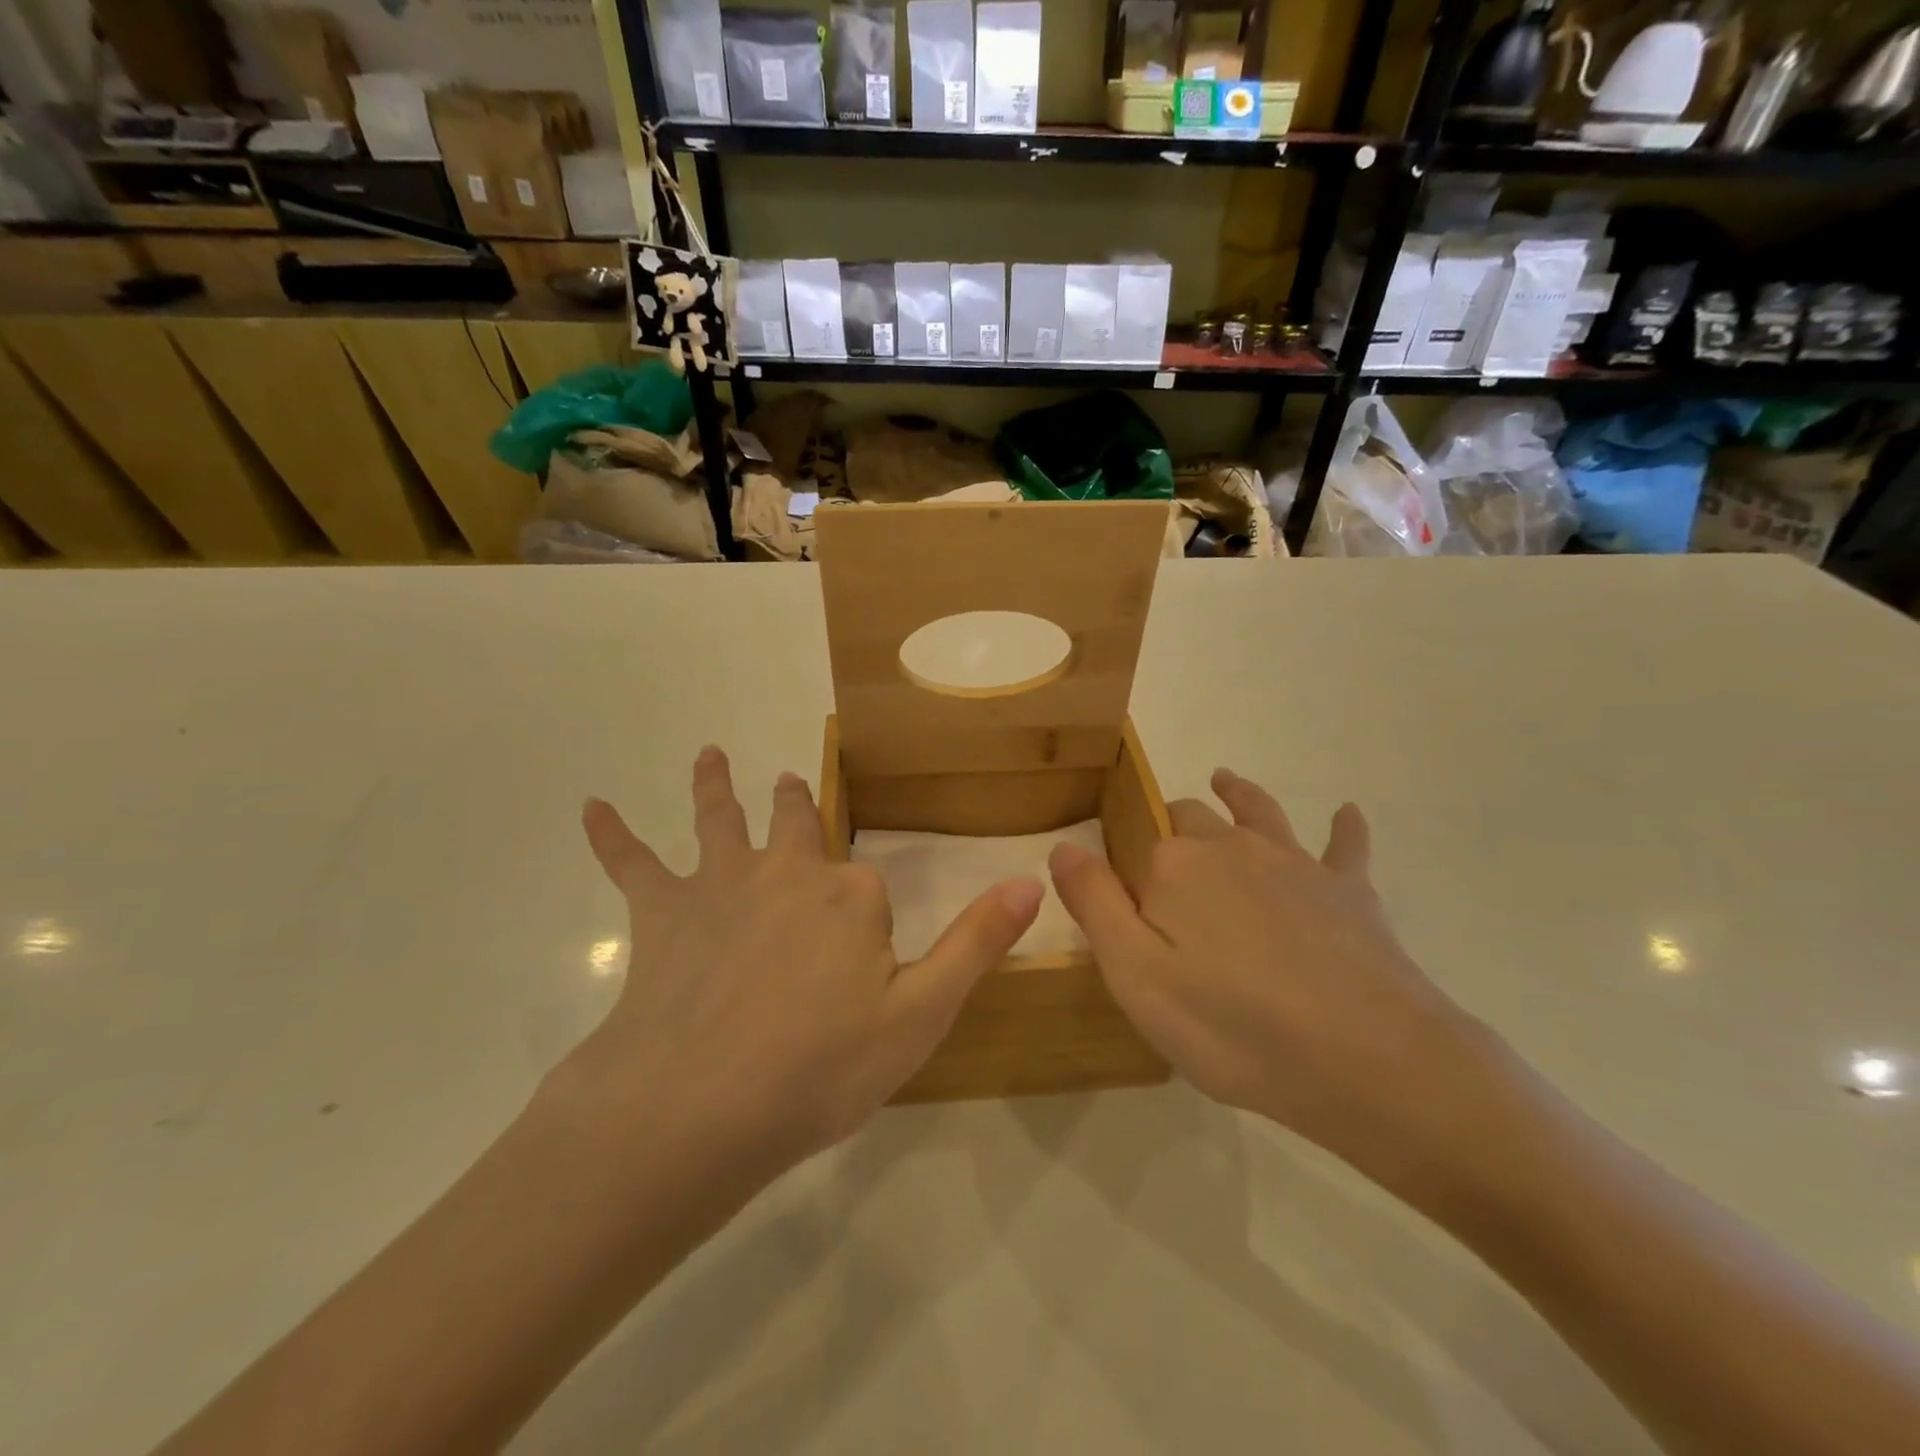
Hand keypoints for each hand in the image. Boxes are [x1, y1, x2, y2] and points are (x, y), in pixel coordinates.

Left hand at [572, 747, 1042, 1172]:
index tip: (866, 956)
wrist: (697, 1107)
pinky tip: (591, 807)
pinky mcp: (661, 912)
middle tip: (793, 782)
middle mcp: (788, 872)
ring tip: (710, 754)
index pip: (869, 885)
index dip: (868, 918)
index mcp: (851, 896)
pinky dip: (612, 834)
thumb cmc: (819, 1070)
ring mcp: (720, 885)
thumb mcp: (921, 1016)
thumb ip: (976, 944)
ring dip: (716, 786)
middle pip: (796, 824)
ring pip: (720, 820)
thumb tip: (1032, 881)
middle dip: (797, 804)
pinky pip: (632, 862)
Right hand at [1048, 769, 1503, 1187]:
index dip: (1124, 862)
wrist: (1368, 1058)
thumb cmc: (1234, 1026)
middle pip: (1190, 819)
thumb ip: (1094, 904)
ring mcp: (1293, 862)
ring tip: (1225, 781)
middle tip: (1164, 852)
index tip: (1120, 893)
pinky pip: (1344, 845)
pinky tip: (1346, 813)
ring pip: (1257, 812)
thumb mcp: (1136, 977)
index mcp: (1174, 866)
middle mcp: (1230, 847)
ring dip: (1238, 794)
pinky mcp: (1349, 889)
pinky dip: (1343, 826)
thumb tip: (1063, 845)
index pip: (1135, 845)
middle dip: (1172, 826)